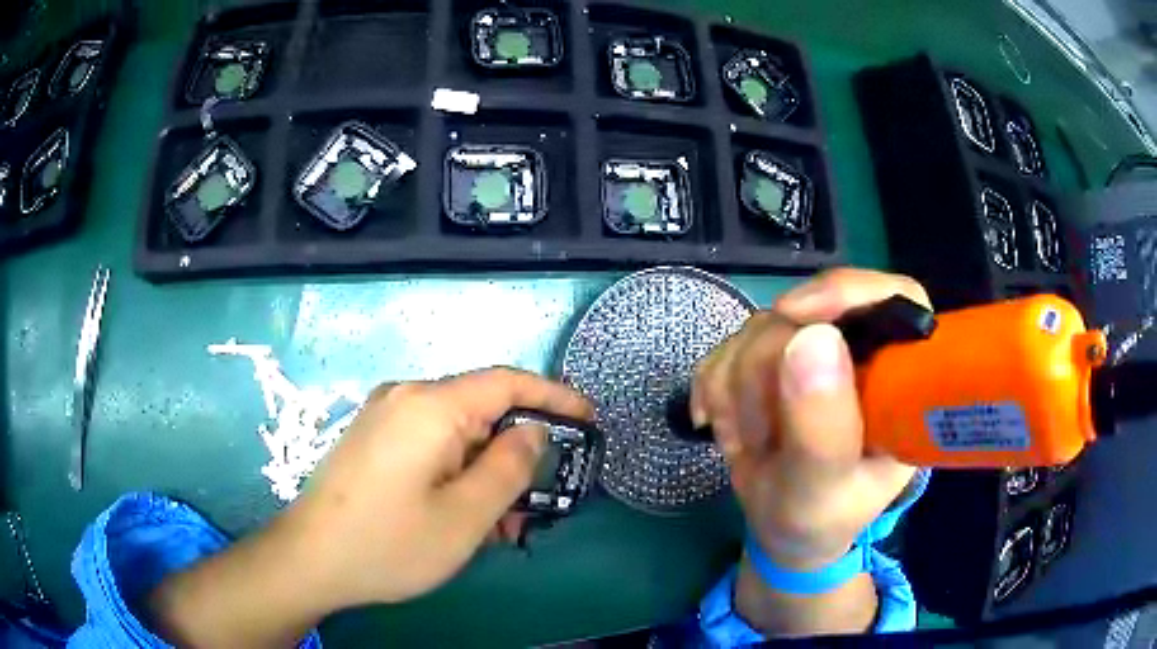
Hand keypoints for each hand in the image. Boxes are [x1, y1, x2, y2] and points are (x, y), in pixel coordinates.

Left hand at [294, 368, 592, 607]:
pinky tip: (463, 517)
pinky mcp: (374, 440)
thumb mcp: (465, 516)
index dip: (554, 396)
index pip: (507, 382)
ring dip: (486, 474)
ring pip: (457, 435)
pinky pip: (431, 446)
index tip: (589, 419)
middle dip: (516, 456)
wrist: (308, 559)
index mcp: (430, 406)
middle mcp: (406, 398)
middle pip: (481, 413)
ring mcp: (385, 418)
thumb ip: (509, 467)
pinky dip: (457, 475)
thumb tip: (532, 431)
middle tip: (537, 505)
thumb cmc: (389, 542)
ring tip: (500, 527)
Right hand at [693, 269, 927, 570]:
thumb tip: (810, 339)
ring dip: (735, 389)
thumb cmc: (820, 520)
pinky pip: (728, 345)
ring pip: (760, 326)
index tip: (792, 317)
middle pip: (809, 312)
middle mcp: (862, 352)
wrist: (783, 530)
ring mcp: (814, 350)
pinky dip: (714, 387)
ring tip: (747, 442)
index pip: (896, 300)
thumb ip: (822, 430)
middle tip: (758, 435)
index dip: (847, 293)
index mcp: (900, 380)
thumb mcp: (824, 494)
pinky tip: (721, 426)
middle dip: (766, 372)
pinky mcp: (772, 356)